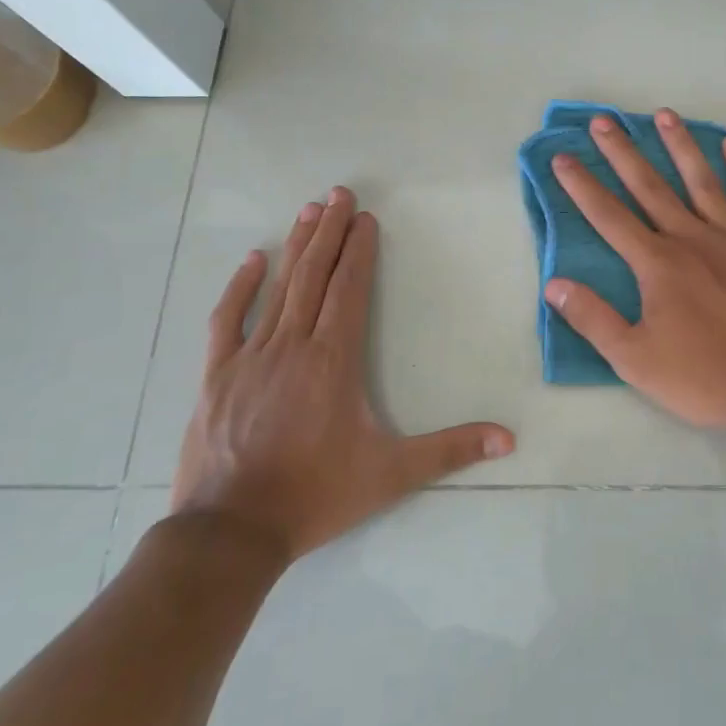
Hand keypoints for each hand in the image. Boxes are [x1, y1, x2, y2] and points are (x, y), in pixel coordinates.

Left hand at [172, 187, 515, 563]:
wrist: (231, 532)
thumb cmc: (316, 494)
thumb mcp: (391, 473)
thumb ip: (451, 450)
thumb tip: (509, 438)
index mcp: (334, 359)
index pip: (349, 289)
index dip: (359, 251)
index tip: (365, 218)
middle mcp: (293, 345)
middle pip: (315, 276)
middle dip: (329, 231)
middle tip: (338, 193)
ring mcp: (250, 357)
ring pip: (278, 289)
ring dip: (296, 248)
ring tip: (308, 211)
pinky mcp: (216, 376)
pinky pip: (228, 320)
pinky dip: (240, 288)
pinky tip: (253, 261)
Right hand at [544, 110, 725, 430]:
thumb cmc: (704, 377)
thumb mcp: (635, 359)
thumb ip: (593, 319)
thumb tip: (554, 284)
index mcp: (657, 264)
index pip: (609, 216)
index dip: (582, 186)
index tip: (563, 157)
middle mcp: (691, 237)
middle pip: (650, 186)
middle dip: (623, 152)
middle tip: (604, 120)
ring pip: (701, 179)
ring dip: (680, 145)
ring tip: (664, 114)